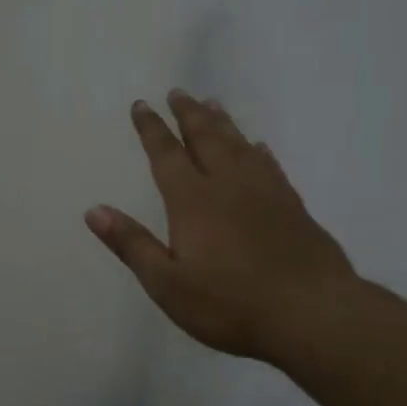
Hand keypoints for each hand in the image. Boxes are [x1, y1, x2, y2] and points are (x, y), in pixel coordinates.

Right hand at [86, 90, 355, 362]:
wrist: (312, 314)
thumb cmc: (230, 303)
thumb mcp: (167, 284)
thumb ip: (132, 244)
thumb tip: (94, 210)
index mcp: (192, 201)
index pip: (166, 155)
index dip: (151, 129)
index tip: (141, 104)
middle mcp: (228, 185)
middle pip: (205, 139)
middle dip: (187, 114)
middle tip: (177, 91)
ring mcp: (265, 193)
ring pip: (239, 145)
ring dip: (222, 123)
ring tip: (211, 103)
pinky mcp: (293, 206)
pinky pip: (270, 166)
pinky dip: (259, 151)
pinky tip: (258, 147)